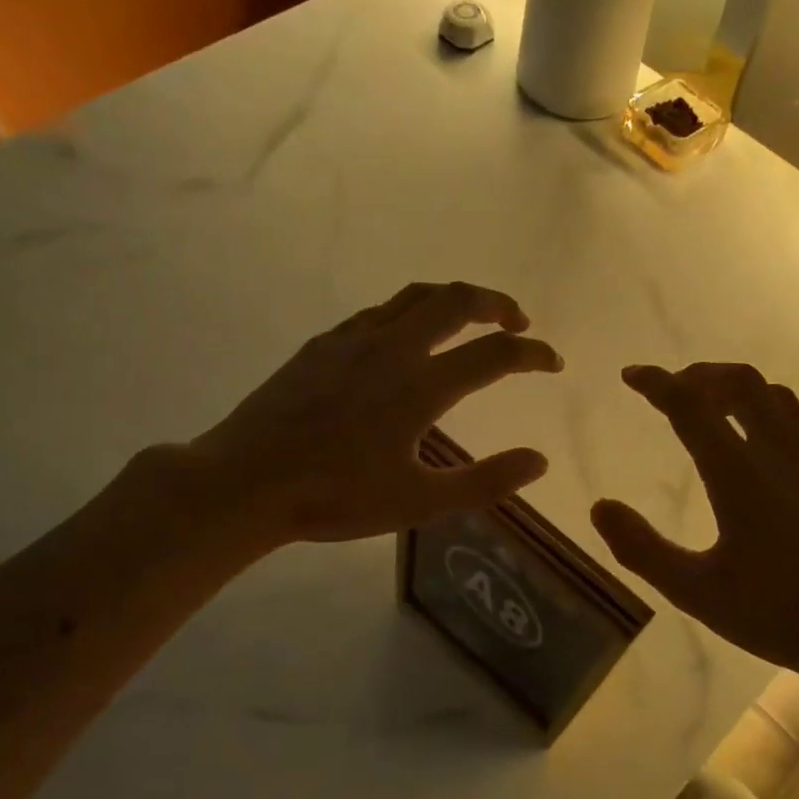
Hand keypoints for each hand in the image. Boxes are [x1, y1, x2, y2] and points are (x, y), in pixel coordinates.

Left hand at [185, 282, 562, 547]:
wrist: (245, 482)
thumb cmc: (335, 498)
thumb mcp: (420, 502)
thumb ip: (486, 481)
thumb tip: (539, 460)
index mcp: (421, 386)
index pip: (495, 355)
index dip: (534, 355)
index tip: (553, 363)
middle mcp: (393, 348)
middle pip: (457, 301)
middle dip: (497, 305)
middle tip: (517, 323)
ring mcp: (353, 340)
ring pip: (415, 297)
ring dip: (453, 300)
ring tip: (470, 319)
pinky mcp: (322, 345)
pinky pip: (378, 312)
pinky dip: (410, 313)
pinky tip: (405, 338)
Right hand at [590, 362, 798, 693]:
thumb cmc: (782, 615)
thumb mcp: (697, 592)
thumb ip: (642, 549)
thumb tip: (600, 508)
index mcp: (740, 474)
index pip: (689, 405)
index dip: (656, 383)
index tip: (632, 375)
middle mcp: (783, 452)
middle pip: (741, 382)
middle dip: (702, 374)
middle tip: (677, 388)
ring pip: (780, 398)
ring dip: (741, 391)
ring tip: (719, 408)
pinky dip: (778, 419)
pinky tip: (775, 449)